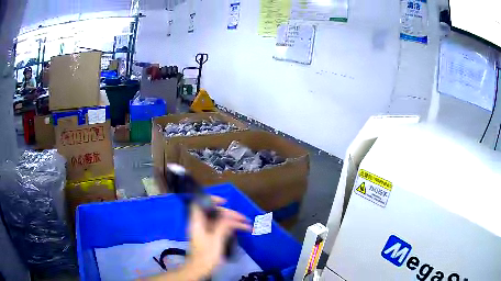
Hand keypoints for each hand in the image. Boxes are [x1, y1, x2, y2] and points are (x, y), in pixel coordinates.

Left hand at [186, 197, 250, 278]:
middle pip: (215, 213)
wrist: (199, 269)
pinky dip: (230, 228)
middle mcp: (200, 224)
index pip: (200, 204)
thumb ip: (222, 226)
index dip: (211, 199)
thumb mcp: (216, 240)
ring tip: (248, 225)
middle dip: (230, 214)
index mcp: (197, 222)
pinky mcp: (209, 237)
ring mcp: (205, 231)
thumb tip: (229, 217)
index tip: (225, 202)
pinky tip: (240, 229)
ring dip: (233, 221)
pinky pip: (220, 228)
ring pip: (219, 221)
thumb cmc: (206, 255)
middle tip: (244, 219)